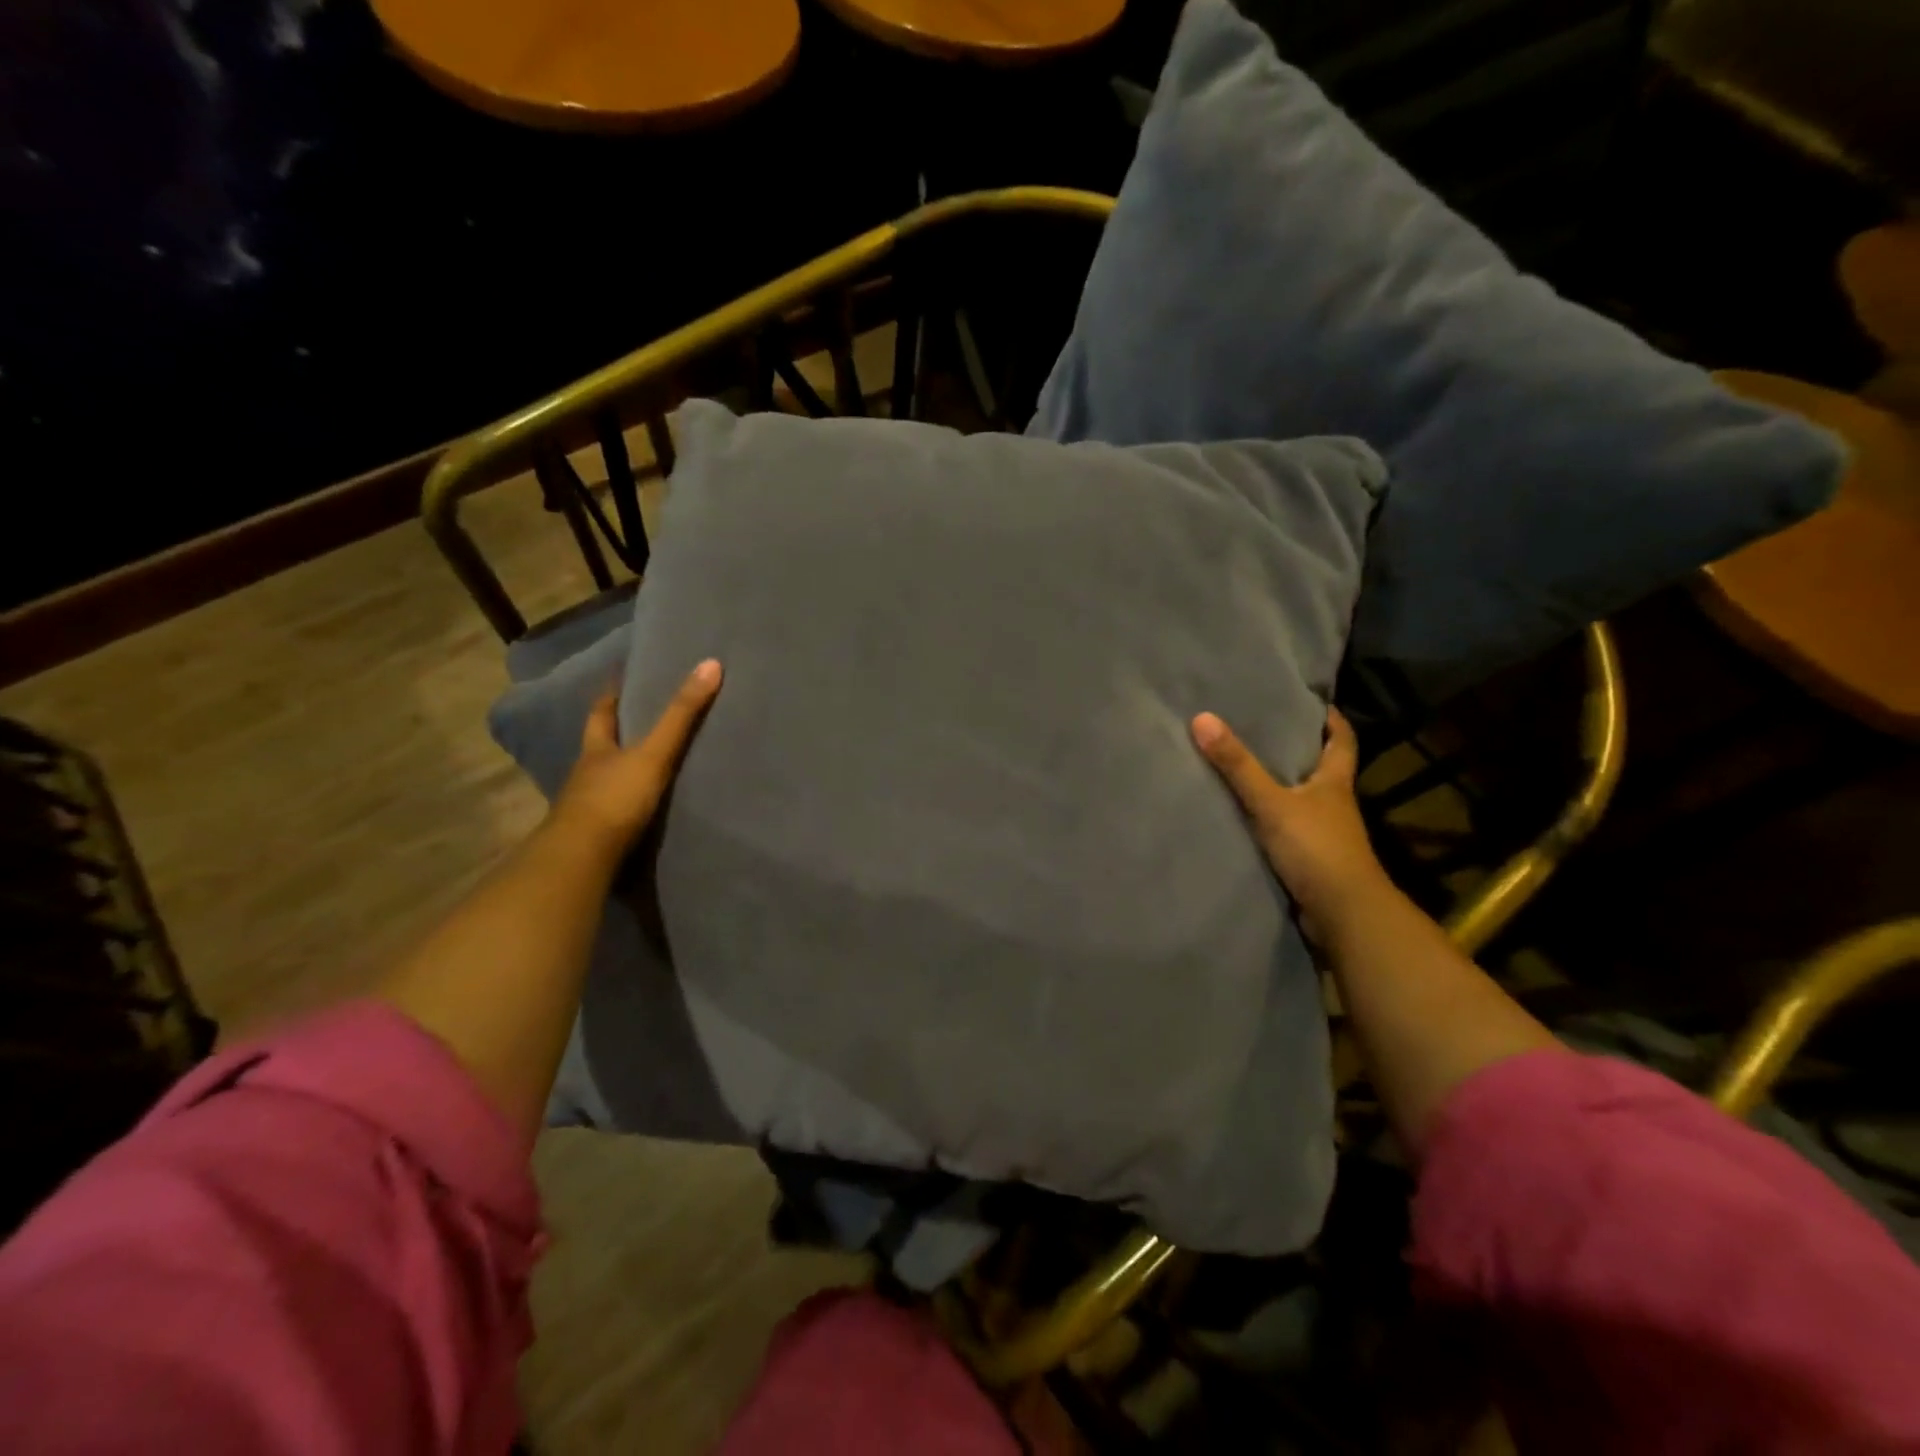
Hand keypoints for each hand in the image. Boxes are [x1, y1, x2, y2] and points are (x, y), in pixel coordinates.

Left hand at [549, 659, 722, 860]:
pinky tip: (641, 807)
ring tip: (646, 763)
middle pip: (600, 745)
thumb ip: (681, 715)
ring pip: (604, 779)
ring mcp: (587, 806)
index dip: (612, 695)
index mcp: (596, 748)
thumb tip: (710, 664)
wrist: (582, 858)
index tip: (621, 678)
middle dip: (615, 732)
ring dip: (620, 771)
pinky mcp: (595, 835)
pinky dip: (625, 805)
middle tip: (638, 718)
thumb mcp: (654, 753)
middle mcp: (587, 773)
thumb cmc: (615, 798)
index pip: (601, 712)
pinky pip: (613, 811)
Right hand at [1191, 705, 1390, 945]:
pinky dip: (1268, 817)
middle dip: (1297, 747)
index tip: (1308, 700)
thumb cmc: (1316, 848)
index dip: (1330, 719)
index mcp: (1335, 782)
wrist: (1342, 914)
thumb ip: (1238, 765)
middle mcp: (1333, 803)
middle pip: (1319, 766)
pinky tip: (1243, 812)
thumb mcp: (1272, 802)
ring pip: (1300, 798)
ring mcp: (1323, 832)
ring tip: (1242, 764)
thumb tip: (1202, 718)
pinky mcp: (1309, 857)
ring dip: (1279, 784)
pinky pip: (1285, 827)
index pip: (1341, 739)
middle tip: (1262, 726)